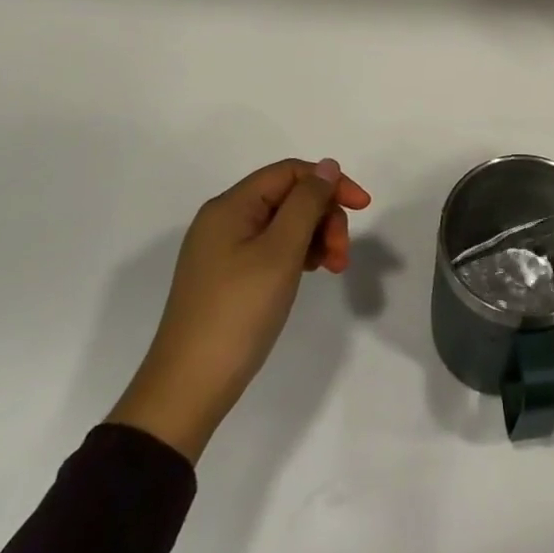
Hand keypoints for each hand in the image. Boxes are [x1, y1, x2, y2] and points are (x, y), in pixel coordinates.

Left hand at [107, 158, 370, 461]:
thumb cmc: (239, 312)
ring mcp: (224, 249)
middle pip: (289, 197)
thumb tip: (327, 165)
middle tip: (343, 255)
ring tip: (333, 269)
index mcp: (231, 206)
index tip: (364, 208)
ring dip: (316, 237)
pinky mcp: (228, 275)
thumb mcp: (280, 252)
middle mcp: (224, 219)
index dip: (330, 183)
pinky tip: (310, 273)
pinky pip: (272, 247)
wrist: (189, 387)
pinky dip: (298, 254)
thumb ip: (307, 203)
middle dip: (324, 217)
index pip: (290, 172)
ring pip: (284, 224)